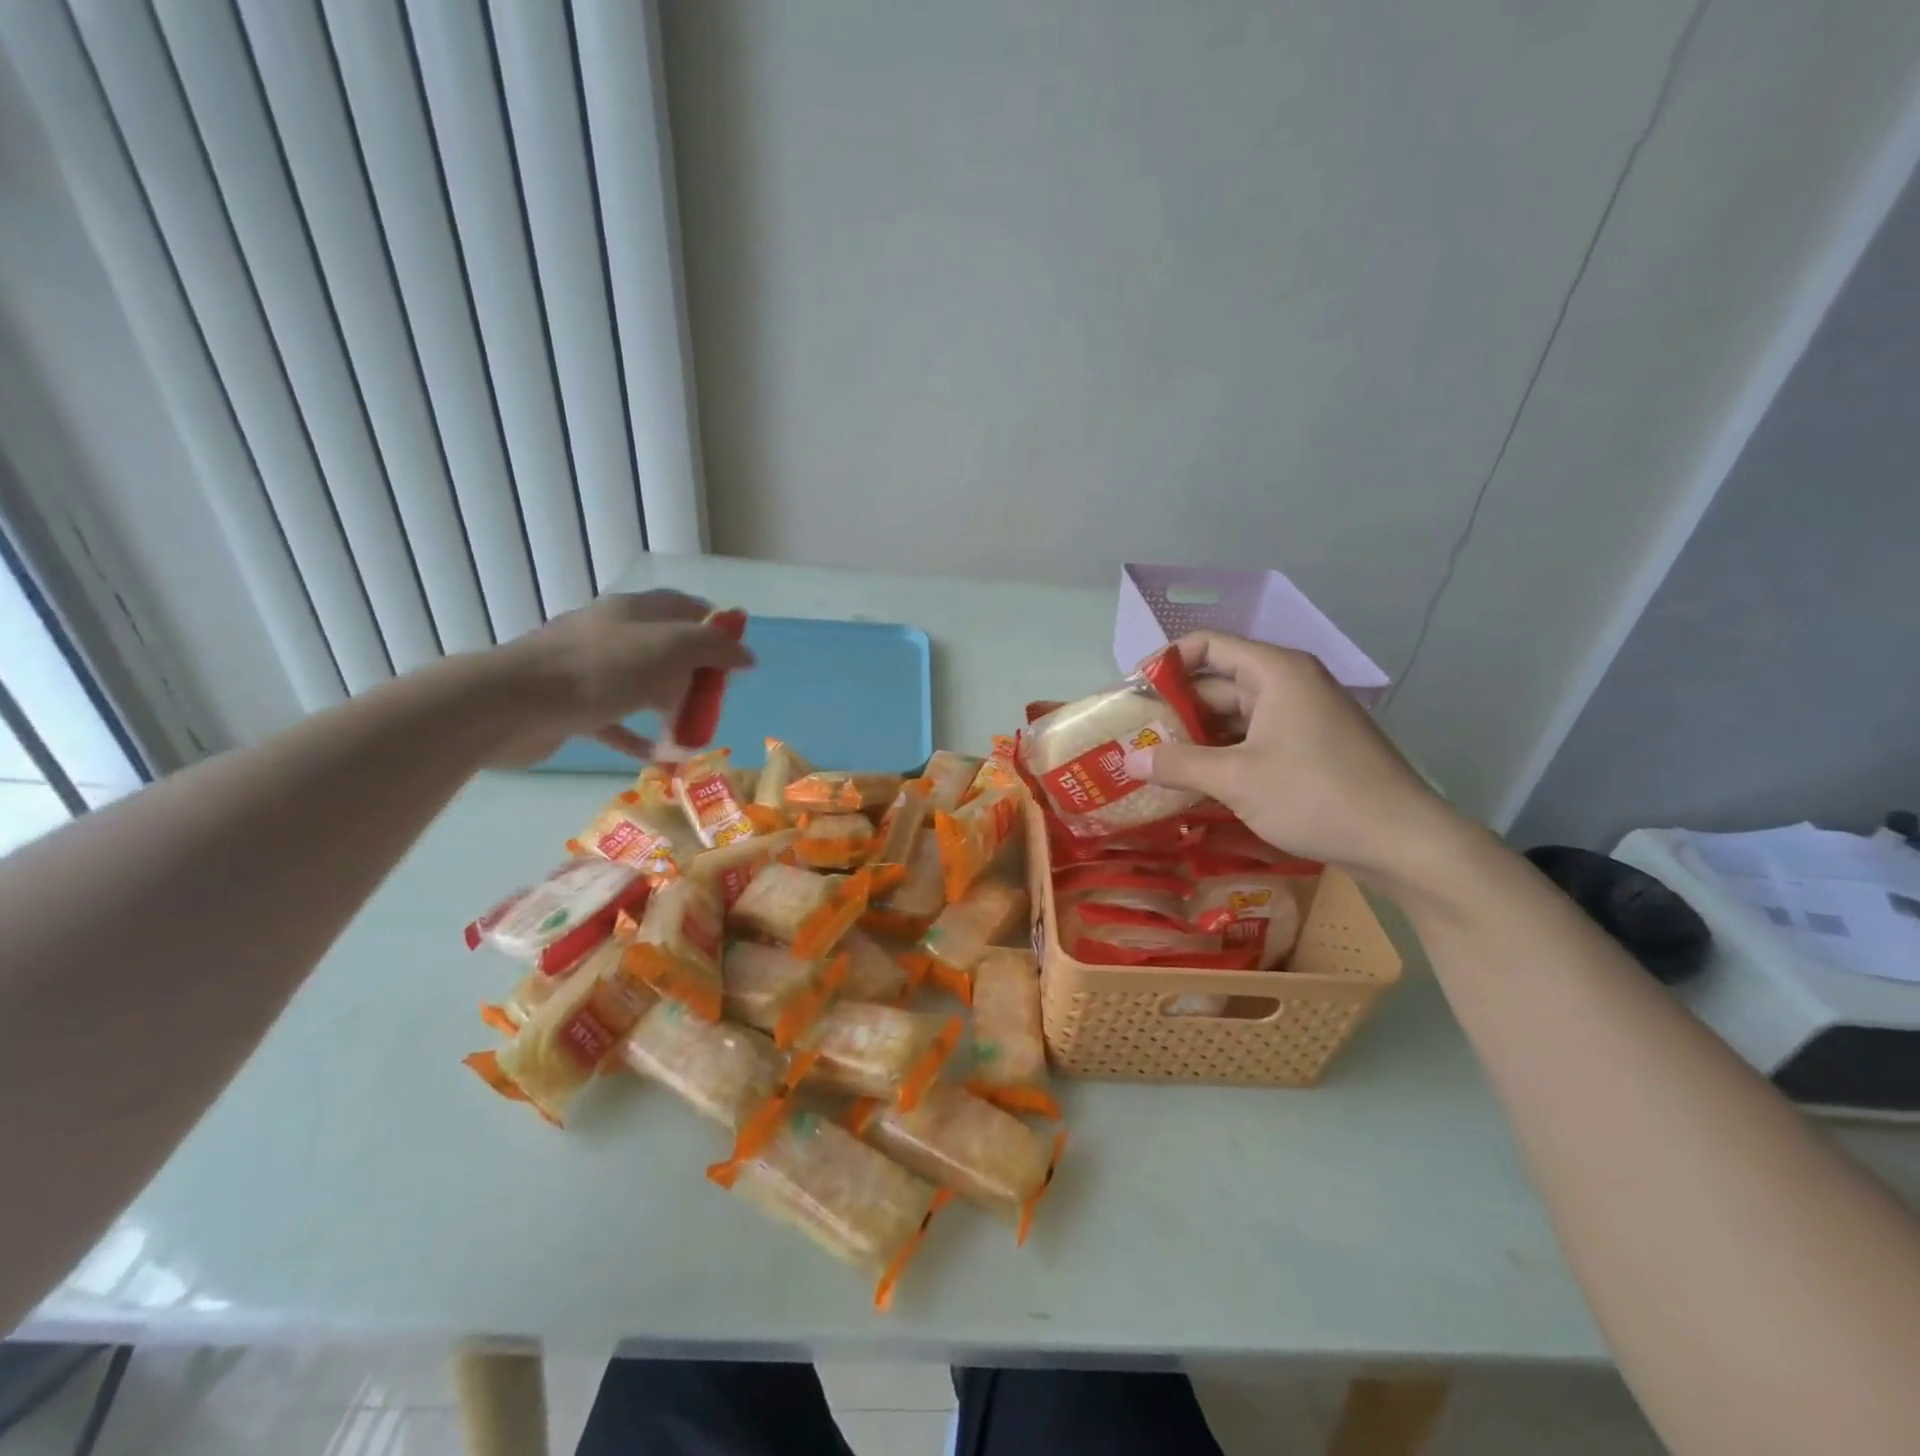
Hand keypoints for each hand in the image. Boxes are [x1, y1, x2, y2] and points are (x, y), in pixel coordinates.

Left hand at [475, 591, 755, 766]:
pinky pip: (618, 722)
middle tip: (715, 706)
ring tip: (693, 739)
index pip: (686, 607)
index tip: (737, 658)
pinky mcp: (574, 706)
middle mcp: (614, 635)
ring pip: (644, 687)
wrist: (511, 704)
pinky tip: (659, 758)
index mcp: (636, 612)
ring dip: (672, 711)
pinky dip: (640, 737)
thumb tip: (747, 655)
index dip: (716, 627)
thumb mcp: (669, 649)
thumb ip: (713, 648)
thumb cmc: (599, 669)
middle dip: (697, 678)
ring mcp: (590, 671)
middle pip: (668, 651)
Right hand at [1124, 632, 1464, 880]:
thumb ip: (1179, 765)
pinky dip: (1225, 755)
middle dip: (1176, 710)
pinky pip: (1256, 739)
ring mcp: (1304, 716)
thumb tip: (1130, 761)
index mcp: (1275, 672)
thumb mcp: (1236, 780)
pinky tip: (1198, 783)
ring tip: (1158, 765)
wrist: (1402, 841)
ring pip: (1236, 716)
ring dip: (1198, 738)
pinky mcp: (1312, 747)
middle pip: (1219, 683)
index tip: (1134, 695)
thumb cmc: (1315, 795)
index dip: (1165, 664)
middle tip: (1137, 740)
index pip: (1207, 646)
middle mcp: (1290, 684)